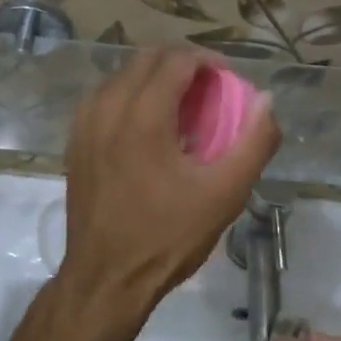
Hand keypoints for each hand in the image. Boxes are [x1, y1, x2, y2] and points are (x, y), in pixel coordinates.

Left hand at [59, 49, 280, 340]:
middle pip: (145, 60)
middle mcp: (107, 110)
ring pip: (120, 77)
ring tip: (178, 106)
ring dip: (152, 79)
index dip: (207, 61)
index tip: (227, 80)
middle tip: (207, 90)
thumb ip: (254, 143)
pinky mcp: (74, 144)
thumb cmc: (167, 237)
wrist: (106, 280)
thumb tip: (267, 102)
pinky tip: (144, 127)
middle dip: (180, 65)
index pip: (176, 60)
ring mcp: (84, 126)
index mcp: (143, 117)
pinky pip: (102, 100)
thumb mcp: (225, 194)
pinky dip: (128, 97)